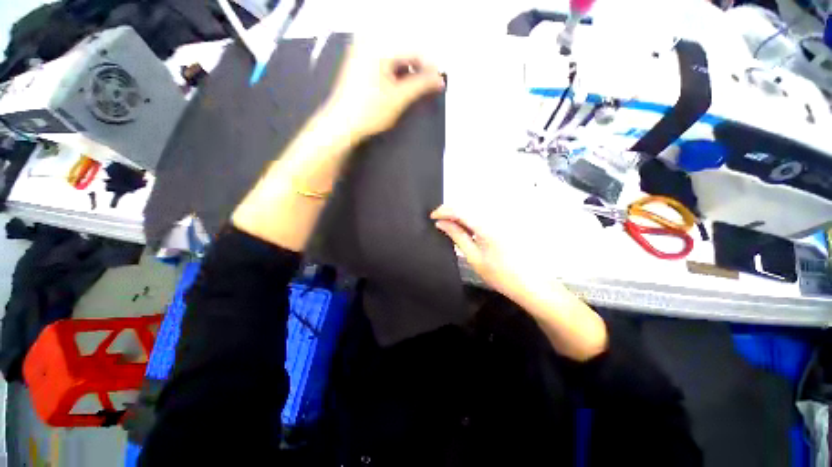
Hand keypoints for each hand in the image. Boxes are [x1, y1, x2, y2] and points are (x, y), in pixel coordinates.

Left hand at [321, 41, 445, 140]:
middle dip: (418, 69)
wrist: (342, 124)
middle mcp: (368, 44)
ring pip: (394, 57)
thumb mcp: (399, 98)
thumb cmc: (368, 111)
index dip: (429, 66)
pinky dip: (395, 73)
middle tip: (428, 86)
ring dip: (407, 72)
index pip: (414, 50)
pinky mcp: (358, 63)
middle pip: (404, 52)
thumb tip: (438, 80)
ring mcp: (361, 52)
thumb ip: (421, 85)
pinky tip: (398, 87)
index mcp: (379, 48)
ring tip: (414, 89)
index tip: (438, 80)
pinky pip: (384, 62)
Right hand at [431, 202, 608, 361]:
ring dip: (460, 214)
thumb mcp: (474, 257)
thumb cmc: (501, 275)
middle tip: (439, 222)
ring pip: (475, 209)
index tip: (432, 217)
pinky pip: (483, 215)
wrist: (531, 285)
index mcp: (487, 225)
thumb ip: (457, 236)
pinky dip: (471, 218)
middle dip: (450, 211)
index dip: (443, 210)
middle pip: (468, 205)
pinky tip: (466, 229)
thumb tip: (441, 223)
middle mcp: (495, 217)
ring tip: (450, 226)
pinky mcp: (505, 223)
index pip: (460, 209)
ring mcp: (502, 219)